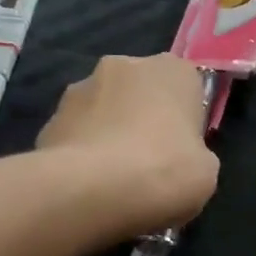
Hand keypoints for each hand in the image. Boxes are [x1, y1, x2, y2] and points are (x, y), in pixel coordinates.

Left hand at [38, 54, 220, 236]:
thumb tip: (180, 158)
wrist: (91, 190)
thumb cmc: (164, 171)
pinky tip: (86, 185)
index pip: (186, 88)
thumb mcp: (206, 171)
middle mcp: (125, 65)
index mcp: (172, 70)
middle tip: (148, 164)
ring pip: (103, 111)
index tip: (182, 151)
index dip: (184, 121)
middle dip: (142, 120)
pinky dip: (82, 153)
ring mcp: (80, 88)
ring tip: (112, 179)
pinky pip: (76, 134)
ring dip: (108, 133)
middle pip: (140, 94)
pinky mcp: (50, 117)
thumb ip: (195, 153)